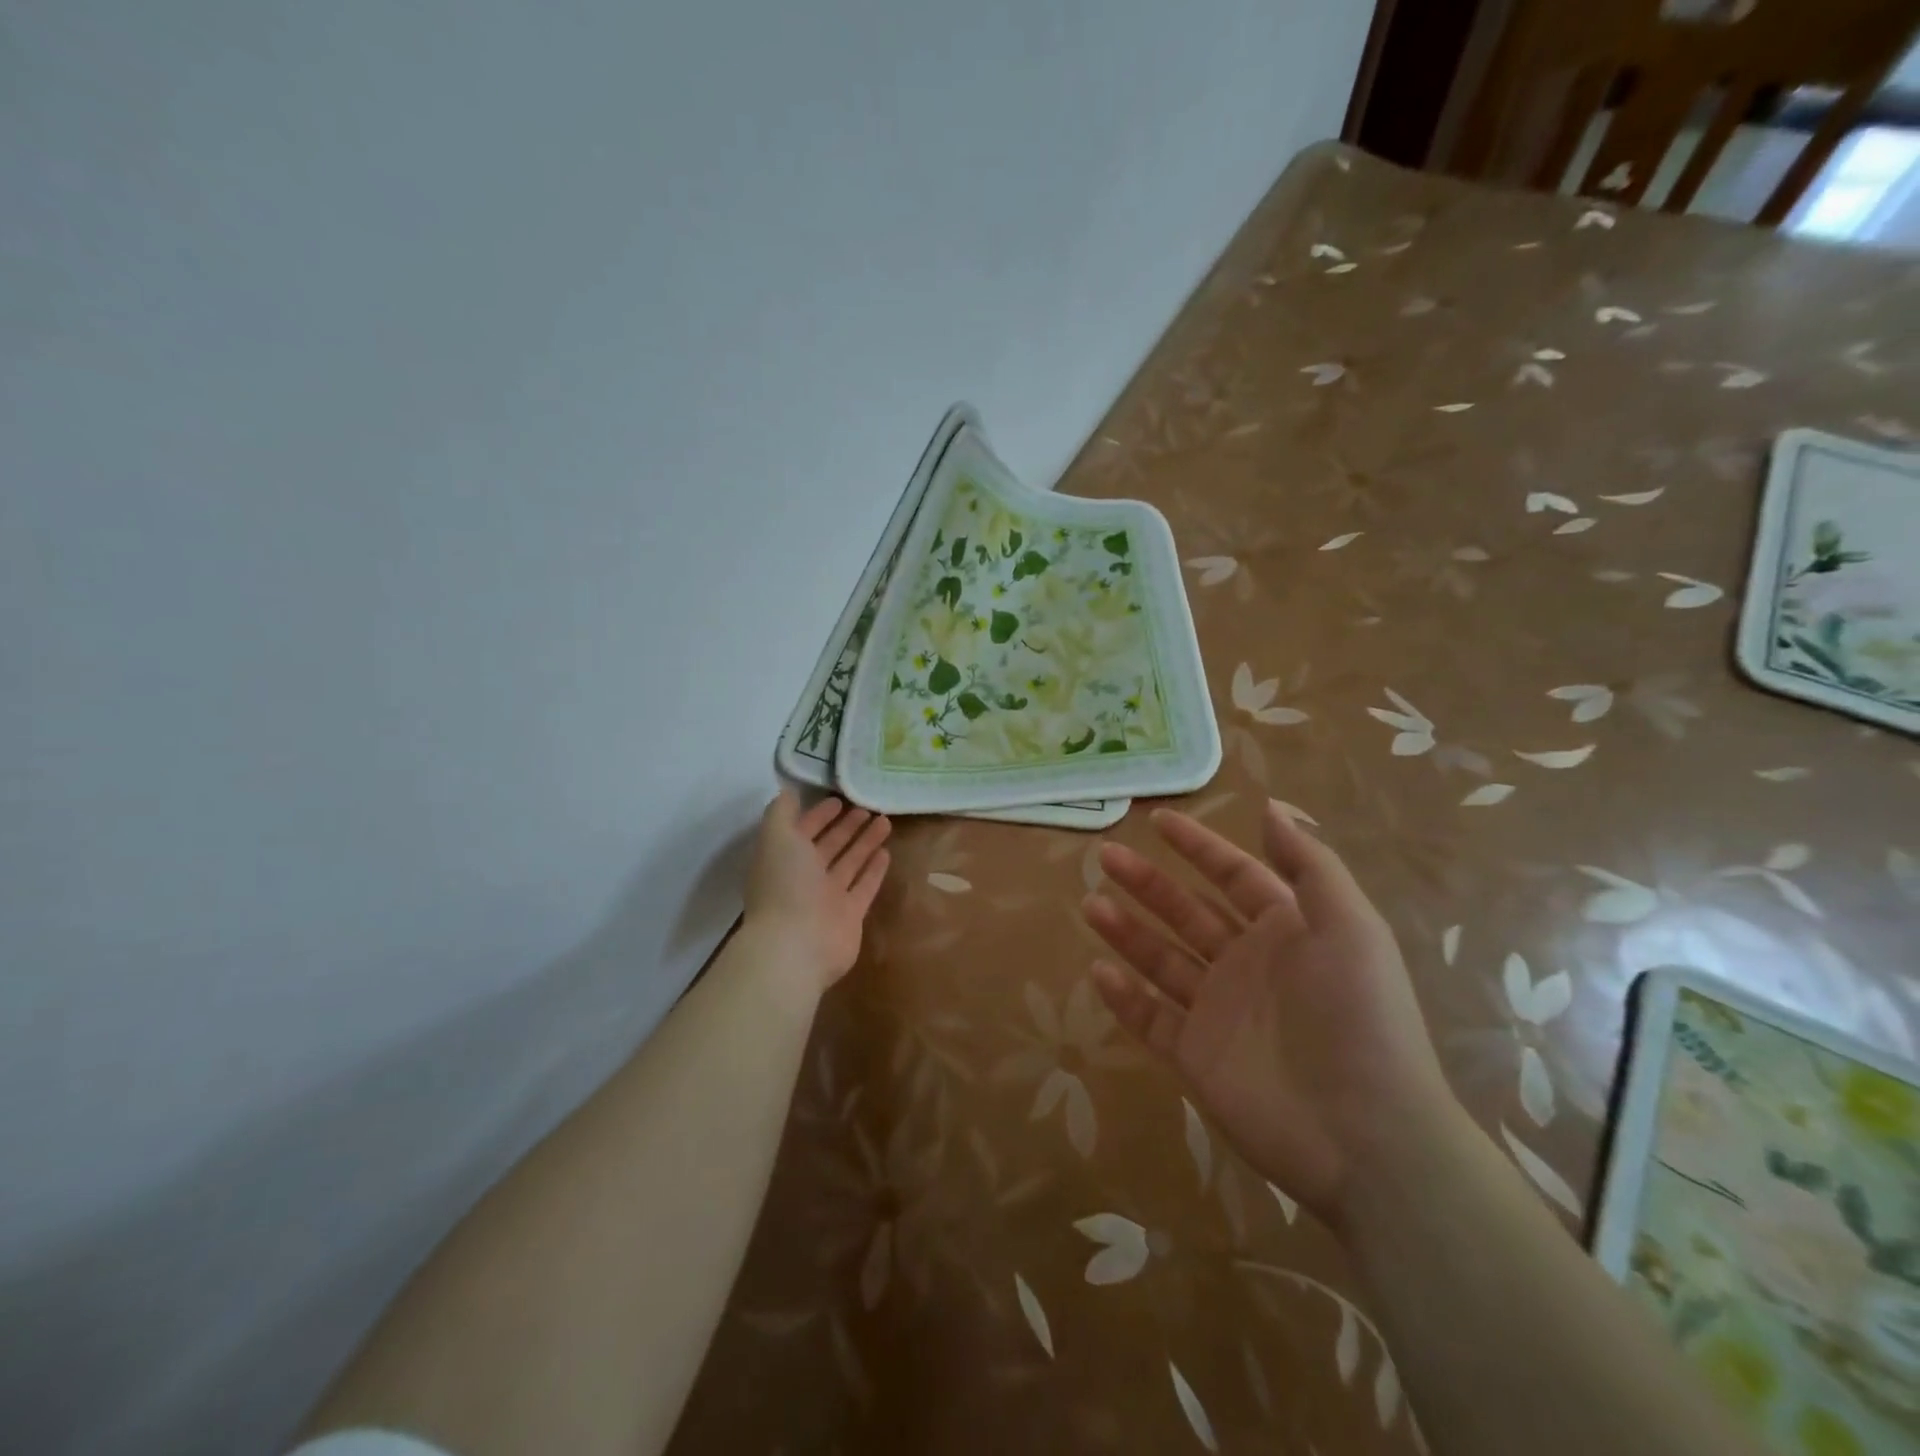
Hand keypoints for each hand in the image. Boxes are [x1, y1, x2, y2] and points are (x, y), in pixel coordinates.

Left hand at [744, 792, 891, 990]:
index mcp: (784, 859)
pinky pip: (864, 886)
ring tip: (884, 821)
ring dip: (865, 842)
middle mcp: (805, 878)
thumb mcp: (776, 838)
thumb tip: (788, 792)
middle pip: (829, 846)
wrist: (797, 945)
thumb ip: (780, 812)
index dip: (818, 815)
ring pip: (849, 863)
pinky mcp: (850, 915)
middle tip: (868, 807)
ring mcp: (828, 898)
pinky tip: (886, 852)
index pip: (803, 831)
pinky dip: (874, 870)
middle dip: (846, 826)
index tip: (839, 799)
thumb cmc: (785, 885)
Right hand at [1081, 800, 1453, 1228]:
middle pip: (1186, 912)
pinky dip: (1124, 998)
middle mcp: (1247, 965)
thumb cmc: (1357, 1016)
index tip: (1157, 820)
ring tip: (1090, 904)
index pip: (1233, 875)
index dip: (1198, 846)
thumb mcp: (1349, 926)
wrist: (1365, 1136)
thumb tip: (1270, 806)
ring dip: (1126, 931)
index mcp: (1285, 931)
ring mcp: (1218, 1012)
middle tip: (1105, 857)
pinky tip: (1098, 971)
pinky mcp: (1196, 1058)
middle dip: (1147, 883)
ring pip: (1161, 961)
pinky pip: (1151, 1020)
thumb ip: (1309, 865)